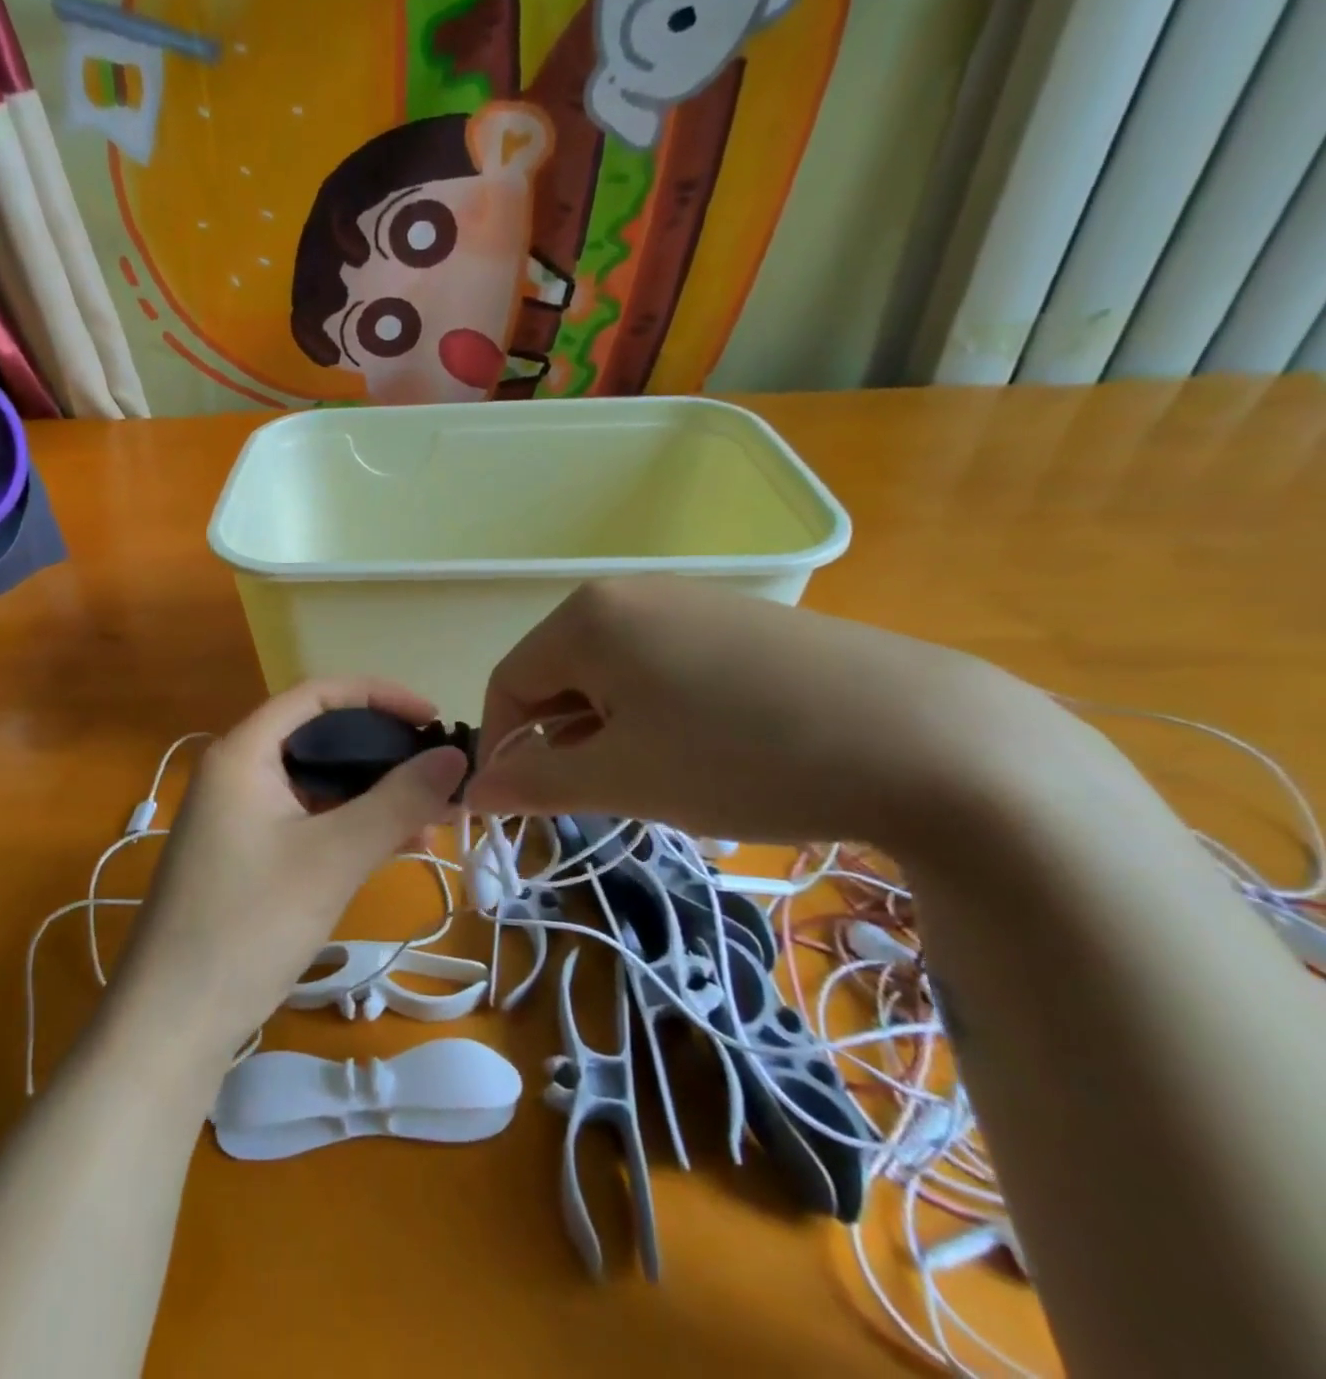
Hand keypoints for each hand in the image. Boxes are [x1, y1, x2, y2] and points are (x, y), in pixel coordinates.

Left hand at [105, 680, 467, 1066]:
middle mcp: (238, 773)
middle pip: (322, 739)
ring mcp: (240, 817)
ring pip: (320, 786)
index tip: (432, 719)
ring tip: (432, 822)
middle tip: (440, 778)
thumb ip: (398, 801)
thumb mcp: (334, 857)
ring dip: (375, 797)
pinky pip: (310, 822)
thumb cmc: (249, 925)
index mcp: (244, 753)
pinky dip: (353, 828)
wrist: (172, 1026)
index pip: (318, 694)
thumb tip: (455, 756)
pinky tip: (397, 848)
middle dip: (385, 755)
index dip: (380, 696)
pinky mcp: (248, 856)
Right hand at [462, 577, 1070, 847]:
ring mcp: (692, 602)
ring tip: (660, 780)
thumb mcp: (623, 779)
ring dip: (611, 733)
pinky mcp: (741, 623)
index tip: (521, 807)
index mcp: (588, 617)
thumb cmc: (741, 757)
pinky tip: (707, 751)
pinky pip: (665, 668)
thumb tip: (473, 791)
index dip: (503, 749)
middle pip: (560, 675)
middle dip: (562, 742)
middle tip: (601, 799)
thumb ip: (535, 782)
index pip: (508, 683)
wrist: (928, 740)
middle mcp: (632, 594)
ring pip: (613, 676)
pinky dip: (658, 715)